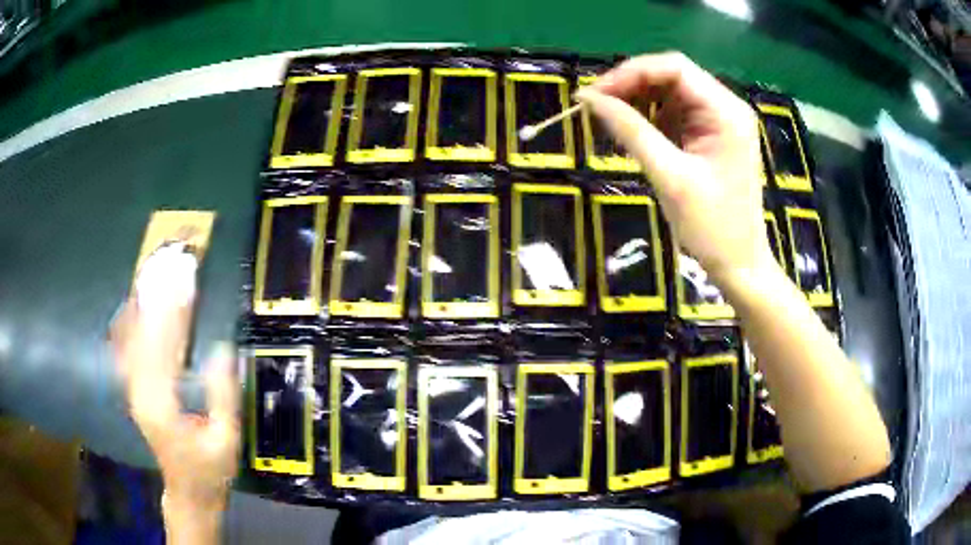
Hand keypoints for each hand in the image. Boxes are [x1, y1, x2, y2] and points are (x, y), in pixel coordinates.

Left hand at [110, 242, 238, 539]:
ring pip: (130, 337)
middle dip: (156, 296)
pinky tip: (130, 306)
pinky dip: (127, 323)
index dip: (176, 309)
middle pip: (143, 333)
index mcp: (161, 403)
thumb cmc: (210, 469)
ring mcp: (133, 390)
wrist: (188, 492)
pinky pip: (124, 350)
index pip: (165, 344)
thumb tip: (222, 347)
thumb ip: (222, 395)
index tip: (186, 278)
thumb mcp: (226, 439)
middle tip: (168, 263)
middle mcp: (140, 390)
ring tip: (151, 273)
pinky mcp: (133, 391)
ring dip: (141, 303)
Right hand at [576, 52, 773, 285]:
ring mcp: (719, 121)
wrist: (739, 265)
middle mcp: (725, 107)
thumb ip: (631, 131)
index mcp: (725, 111)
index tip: (594, 94)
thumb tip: (589, 98)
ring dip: (638, 103)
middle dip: (632, 86)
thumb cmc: (711, 227)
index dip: (630, 73)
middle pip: (672, 76)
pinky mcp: (711, 136)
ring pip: (670, 93)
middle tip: (595, 106)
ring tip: (611, 123)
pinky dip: (650, 120)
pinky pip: (675, 114)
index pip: (674, 68)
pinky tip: (634, 136)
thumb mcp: (669, 176)